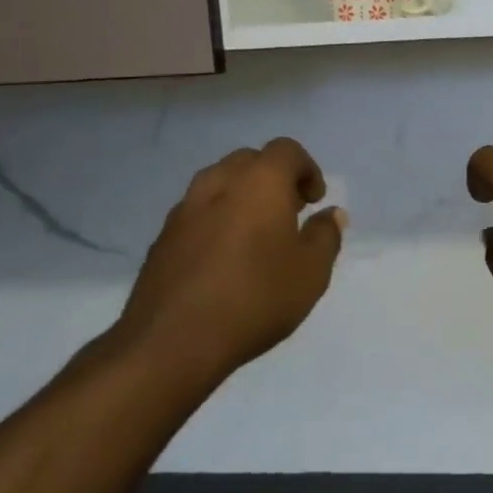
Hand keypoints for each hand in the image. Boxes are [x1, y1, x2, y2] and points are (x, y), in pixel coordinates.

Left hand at [110, 138, 345, 389]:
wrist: (173, 341)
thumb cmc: (256, 298)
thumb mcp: (311, 272)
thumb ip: (325, 236)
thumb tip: (331, 215)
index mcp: (259, 183)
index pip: (286, 150)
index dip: (307, 169)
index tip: (314, 201)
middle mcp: (218, 185)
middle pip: (249, 161)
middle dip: (273, 178)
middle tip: (289, 213)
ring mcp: (183, 211)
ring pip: (218, 184)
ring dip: (241, 197)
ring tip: (257, 235)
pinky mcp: (162, 239)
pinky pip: (196, 213)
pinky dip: (216, 221)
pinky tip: (225, 260)